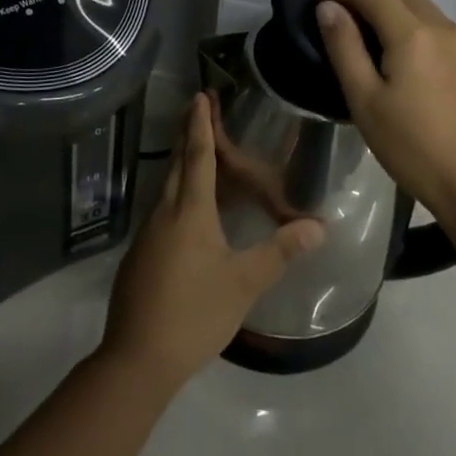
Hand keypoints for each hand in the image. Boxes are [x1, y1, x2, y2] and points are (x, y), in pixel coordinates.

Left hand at [101, 94, 324, 389]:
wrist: (137, 359)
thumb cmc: (194, 314)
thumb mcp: (243, 284)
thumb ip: (280, 252)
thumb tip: (318, 226)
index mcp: (190, 212)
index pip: (198, 156)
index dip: (201, 125)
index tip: (200, 96)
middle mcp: (165, 213)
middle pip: (177, 164)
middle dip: (189, 135)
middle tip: (200, 110)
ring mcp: (148, 235)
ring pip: (167, 186)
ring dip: (182, 163)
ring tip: (198, 152)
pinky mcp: (141, 255)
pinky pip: (163, 209)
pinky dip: (177, 193)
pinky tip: (188, 210)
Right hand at [314, 0, 455, 223]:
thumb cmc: (412, 149)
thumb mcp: (365, 101)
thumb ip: (345, 47)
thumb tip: (329, 7)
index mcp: (412, 34)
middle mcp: (446, 28)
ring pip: (430, 9)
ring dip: (399, 3)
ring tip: (377, 16)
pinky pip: (451, 34)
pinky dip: (427, 29)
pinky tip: (421, 53)